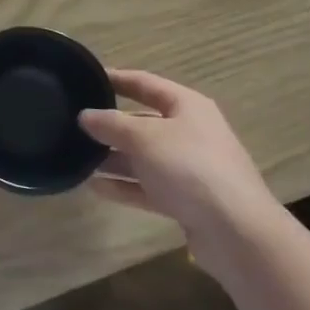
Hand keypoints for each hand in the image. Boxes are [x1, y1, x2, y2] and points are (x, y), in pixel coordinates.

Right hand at [78, 70, 273, 239]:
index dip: (116, 79)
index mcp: (186, 106)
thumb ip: (112, 124)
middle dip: (110, 124)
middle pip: (142, 122)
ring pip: (143, 157)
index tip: (86, 78)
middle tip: (74, 125)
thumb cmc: (190, 167)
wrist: (236, 230)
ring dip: (113, 158)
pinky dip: (123, 186)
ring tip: (78, 158)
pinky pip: (147, 186)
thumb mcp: (145, 138)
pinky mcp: (185, 200)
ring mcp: (188, 168)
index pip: (145, 84)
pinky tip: (94, 187)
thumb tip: (85, 115)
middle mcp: (189, 133)